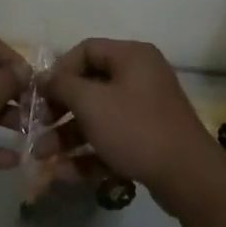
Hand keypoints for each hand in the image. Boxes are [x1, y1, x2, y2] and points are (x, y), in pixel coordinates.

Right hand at [44, 38, 224, 208]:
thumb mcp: (91, 103)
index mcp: (131, 56)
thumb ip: (62, 86)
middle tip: (38, 129)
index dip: (59, 71)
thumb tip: (43, 77)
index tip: (41, 95)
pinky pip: (113, 138)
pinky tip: (65, 174)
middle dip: (60, 111)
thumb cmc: (135, 129)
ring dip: (68, 136)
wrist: (188, 176)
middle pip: (90, 86)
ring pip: (98, 116)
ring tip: (43, 158)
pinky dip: (90, 153)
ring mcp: (146, 109)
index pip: (86, 50)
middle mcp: (140, 76)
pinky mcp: (149, 139)